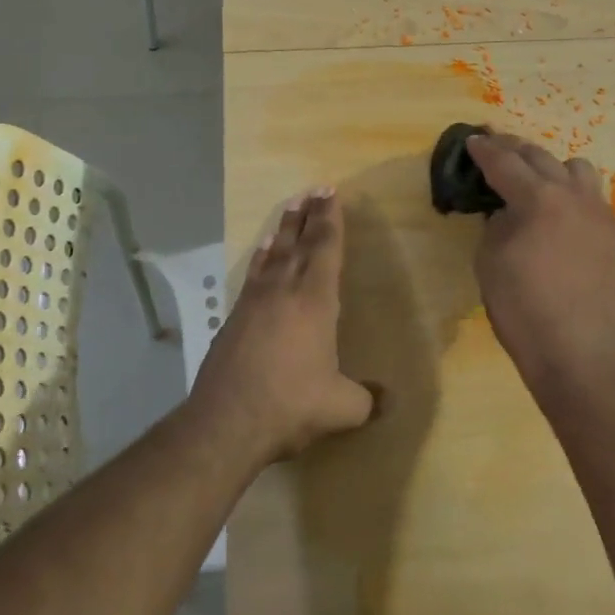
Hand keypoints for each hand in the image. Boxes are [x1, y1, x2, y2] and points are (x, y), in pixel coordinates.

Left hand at [189, 188, 375, 465]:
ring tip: (290, 208)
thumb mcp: (341, 408)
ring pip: (274, 254)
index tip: (331, 194)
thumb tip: (388, 400)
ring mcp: (254, 302)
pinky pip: (254, 274)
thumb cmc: (290, 405)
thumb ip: (367, 400)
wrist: (226, 423)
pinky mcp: (233, 318)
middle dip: (309, 215)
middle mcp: (284, 291)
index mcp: (315, 302)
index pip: (326, 249)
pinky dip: (262, 257)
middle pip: (299, 243)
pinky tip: (263, 251)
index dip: (331, 220)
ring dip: (285, 229)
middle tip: (315, 191)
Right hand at [466, 133, 614, 391]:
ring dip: (551, 167)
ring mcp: (599, 213)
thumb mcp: (490, 261)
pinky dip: (571, 192)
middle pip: (541, 157)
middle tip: (495, 146)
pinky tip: (560, 211)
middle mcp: (572, 195)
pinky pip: (592, 196)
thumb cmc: (523, 308)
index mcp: (538, 199)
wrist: (579, 351)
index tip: (472, 140)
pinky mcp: (613, 234)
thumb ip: (496, 224)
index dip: (484, 150)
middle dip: (514, 149)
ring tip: (535, 179)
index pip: (505, 163)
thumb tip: (507, 211)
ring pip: (576, 169)